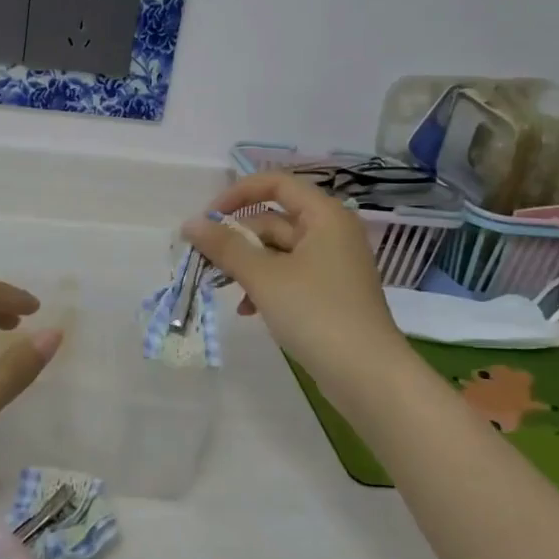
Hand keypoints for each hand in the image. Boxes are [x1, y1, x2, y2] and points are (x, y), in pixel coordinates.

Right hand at [181, 173, 403, 389]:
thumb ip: (225, 247)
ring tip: (221, 288)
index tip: (208, 220)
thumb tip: (190, 224)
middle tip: (204, 261)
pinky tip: (247, 310)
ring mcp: (332, 265)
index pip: (276, 183)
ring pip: (278, 250)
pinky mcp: (329, 293)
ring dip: (247, 265)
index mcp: (324, 216)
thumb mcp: (264, 277)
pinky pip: (289, 275)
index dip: (237, 194)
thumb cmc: (316, 314)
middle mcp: (331, 233)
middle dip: (237, 238)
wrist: (367, 375)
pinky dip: (265, 286)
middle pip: (274, 219)